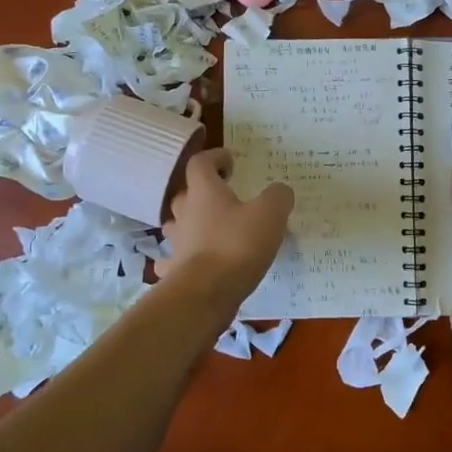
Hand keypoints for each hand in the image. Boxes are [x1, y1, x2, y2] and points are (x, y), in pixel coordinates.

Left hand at [158, 149, 293, 302]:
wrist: (205, 293)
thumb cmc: (237, 245)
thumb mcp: (270, 214)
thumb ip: (277, 196)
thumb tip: (279, 191)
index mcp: (204, 191)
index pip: (200, 162)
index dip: (214, 157)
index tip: (231, 162)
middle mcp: (184, 212)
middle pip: (186, 193)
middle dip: (203, 192)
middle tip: (224, 197)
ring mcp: (175, 243)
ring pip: (177, 224)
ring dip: (190, 222)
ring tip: (210, 229)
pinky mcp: (174, 271)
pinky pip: (172, 259)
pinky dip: (180, 258)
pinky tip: (192, 262)